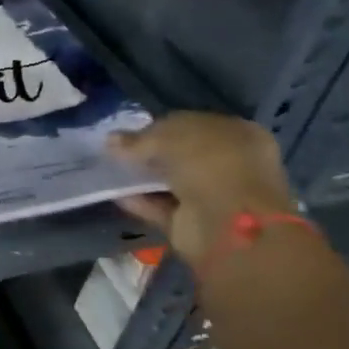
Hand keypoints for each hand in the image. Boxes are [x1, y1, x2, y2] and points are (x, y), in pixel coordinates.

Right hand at [107, 113, 297, 269]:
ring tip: (111, 171)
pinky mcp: (197, 223)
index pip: (193, 125)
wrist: (228, 223)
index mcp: (237, 134)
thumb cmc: (208, 164)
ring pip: (172, 182)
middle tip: (118, 152)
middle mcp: (231, 164)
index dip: (161, 127)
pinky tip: (116, 194)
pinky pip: (163, 207)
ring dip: (144, 178)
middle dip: (151, 154)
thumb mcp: (167, 137)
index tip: (131, 132)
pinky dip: (141, 201)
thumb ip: (138, 139)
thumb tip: (111, 139)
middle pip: (182, 155)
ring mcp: (216, 196)